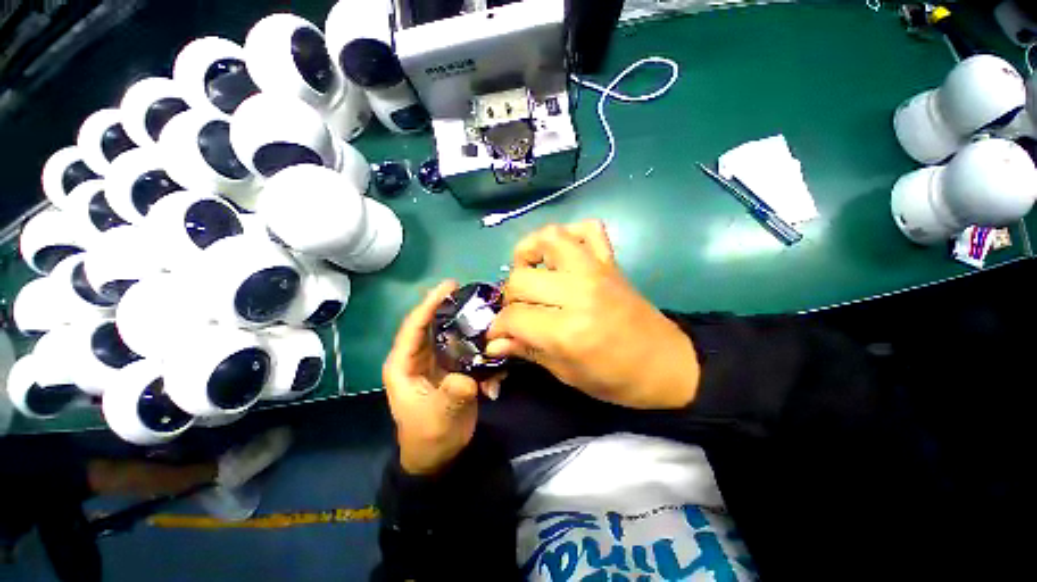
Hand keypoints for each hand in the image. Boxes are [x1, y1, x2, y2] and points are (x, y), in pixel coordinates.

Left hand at [383, 281, 503, 475]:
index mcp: (404, 364)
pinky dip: (481, 351)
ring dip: (471, 329)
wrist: (440, 455)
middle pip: (436, 324)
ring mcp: (438, 361)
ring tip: (490, 320)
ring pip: (453, 335)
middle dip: (453, 308)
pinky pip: (467, 350)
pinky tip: (495, 360)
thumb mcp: (439, 418)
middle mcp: (420, 357)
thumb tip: (468, 378)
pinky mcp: (453, 367)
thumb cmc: (429, 436)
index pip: (414, 327)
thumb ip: (452, 395)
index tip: (449, 286)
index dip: (429, 304)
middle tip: (475, 294)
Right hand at [487, 221, 699, 409]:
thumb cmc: (615, 378)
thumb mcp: (566, 373)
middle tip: (518, 311)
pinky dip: (569, 234)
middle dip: (510, 298)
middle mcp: (579, 293)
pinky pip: (588, 228)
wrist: (665, 363)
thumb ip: (526, 350)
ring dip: (529, 251)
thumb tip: (493, 341)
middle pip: (521, 279)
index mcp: (568, 330)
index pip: (514, 317)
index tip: (497, 335)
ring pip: (549, 238)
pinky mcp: (610, 261)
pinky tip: (561, 255)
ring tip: (529, 271)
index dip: (498, 328)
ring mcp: (596, 271)